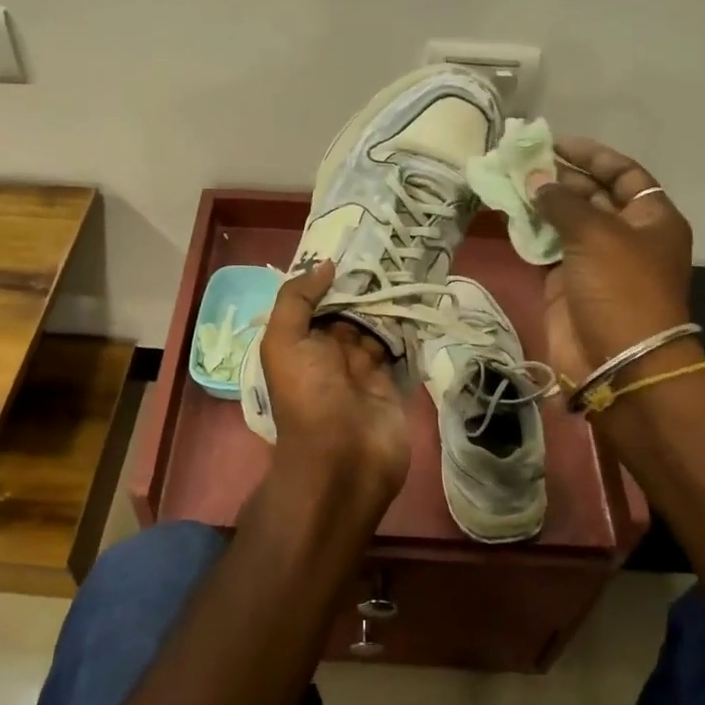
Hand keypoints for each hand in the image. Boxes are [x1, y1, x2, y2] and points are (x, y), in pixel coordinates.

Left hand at [256, 260, 410, 523]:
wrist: (343, 461)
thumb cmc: (308, 397)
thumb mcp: (284, 343)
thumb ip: (297, 300)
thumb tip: (325, 265)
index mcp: (300, 341)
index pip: (317, 300)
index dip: (333, 275)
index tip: (357, 243)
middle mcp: (329, 351)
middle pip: (349, 309)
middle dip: (366, 284)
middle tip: (393, 248)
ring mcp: (362, 367)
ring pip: (376, 324)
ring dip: (389, 301)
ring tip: (410, 265)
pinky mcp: (390, 380)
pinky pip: (399, 346)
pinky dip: (408, 326)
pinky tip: (420, 298)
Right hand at [530, 138, 696, 384]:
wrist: (617, 361)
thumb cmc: (620, 287)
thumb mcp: (596, 233)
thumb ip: (562, 201)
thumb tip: (536, 180)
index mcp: (651, 218)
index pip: (624, 174)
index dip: (592, 156)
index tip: (556, 143)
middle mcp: (625, 235)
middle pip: (591, 195)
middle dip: (558, 177)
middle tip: (520, 161)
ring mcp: (594, 260)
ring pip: (564, 221)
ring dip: (539, 202)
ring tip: (507, 181)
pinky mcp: (566, 282)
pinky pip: (545, 247)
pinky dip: (528, 231)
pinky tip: (506, 212)